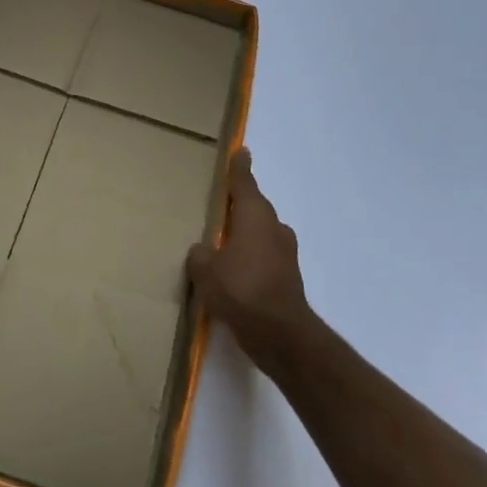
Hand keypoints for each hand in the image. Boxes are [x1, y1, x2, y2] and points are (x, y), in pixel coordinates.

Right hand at [186, 148, 312, 366]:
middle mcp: (273, 228)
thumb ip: (200, 255)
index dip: (240, 167)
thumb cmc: (242, 290)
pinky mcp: (287, 278)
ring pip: (260, 234)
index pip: (245, 182)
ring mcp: (284, 254)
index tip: (241, 151)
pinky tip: (233, 274)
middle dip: (238, 205)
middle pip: (254, 208)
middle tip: (218, 203)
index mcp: (254, 216)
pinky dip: (249, 259)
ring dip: (244, 235)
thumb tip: (204, 252)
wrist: (281, 335)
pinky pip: (263, 257)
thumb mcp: (206, 270)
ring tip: (220, 243)